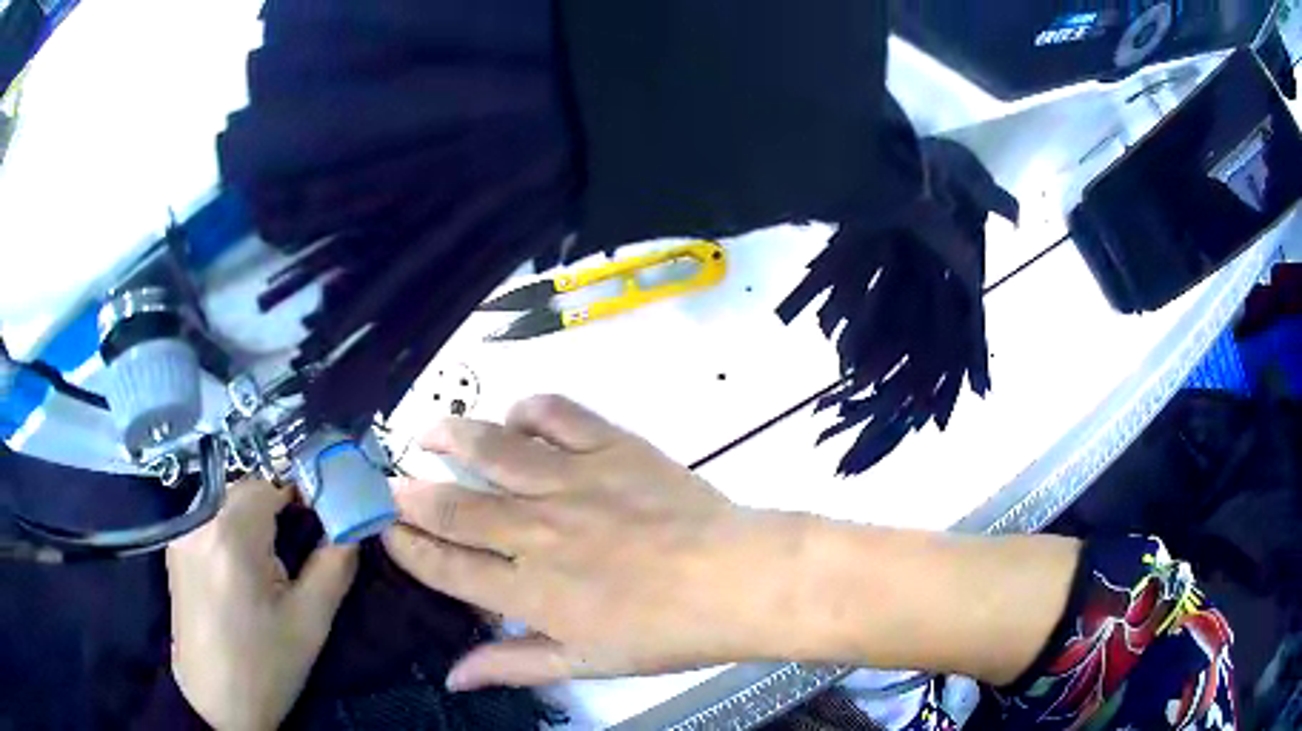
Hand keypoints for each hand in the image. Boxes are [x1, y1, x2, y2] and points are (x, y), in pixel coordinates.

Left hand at [167, 480, 357, 730]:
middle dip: (276, 511)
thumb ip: (333, 566)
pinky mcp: (175, 548)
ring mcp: (181, 533)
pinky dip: (231, 532)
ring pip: (227, 505)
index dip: (300, 496)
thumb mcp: (309, 623)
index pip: (269, 483)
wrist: (216, 703)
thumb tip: (351, 527)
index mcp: (230, 534)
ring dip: (253, 522)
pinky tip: (242, 573)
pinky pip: (210, 521)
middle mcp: (198, 520)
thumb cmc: (265, 666)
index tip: (322, 523)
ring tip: (270, 568)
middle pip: (245, 492)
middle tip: (298, 552)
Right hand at [383, 395, 809, 690]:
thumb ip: (514, 665)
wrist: (736, 580)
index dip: (407, 547)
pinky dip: (528, 410)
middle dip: (410, 495)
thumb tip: (454, 677)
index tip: (384, 530)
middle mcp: (537, 533)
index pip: (446, 567)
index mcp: (531, 591)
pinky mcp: (610, 446)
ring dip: (451, 437)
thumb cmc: (665, 632)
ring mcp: (573, 483)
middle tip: (389, 483)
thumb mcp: (585, 664)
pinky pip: (556, 414)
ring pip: (492, 451)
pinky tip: (516, 418)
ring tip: (428, 432)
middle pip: (454, 508)